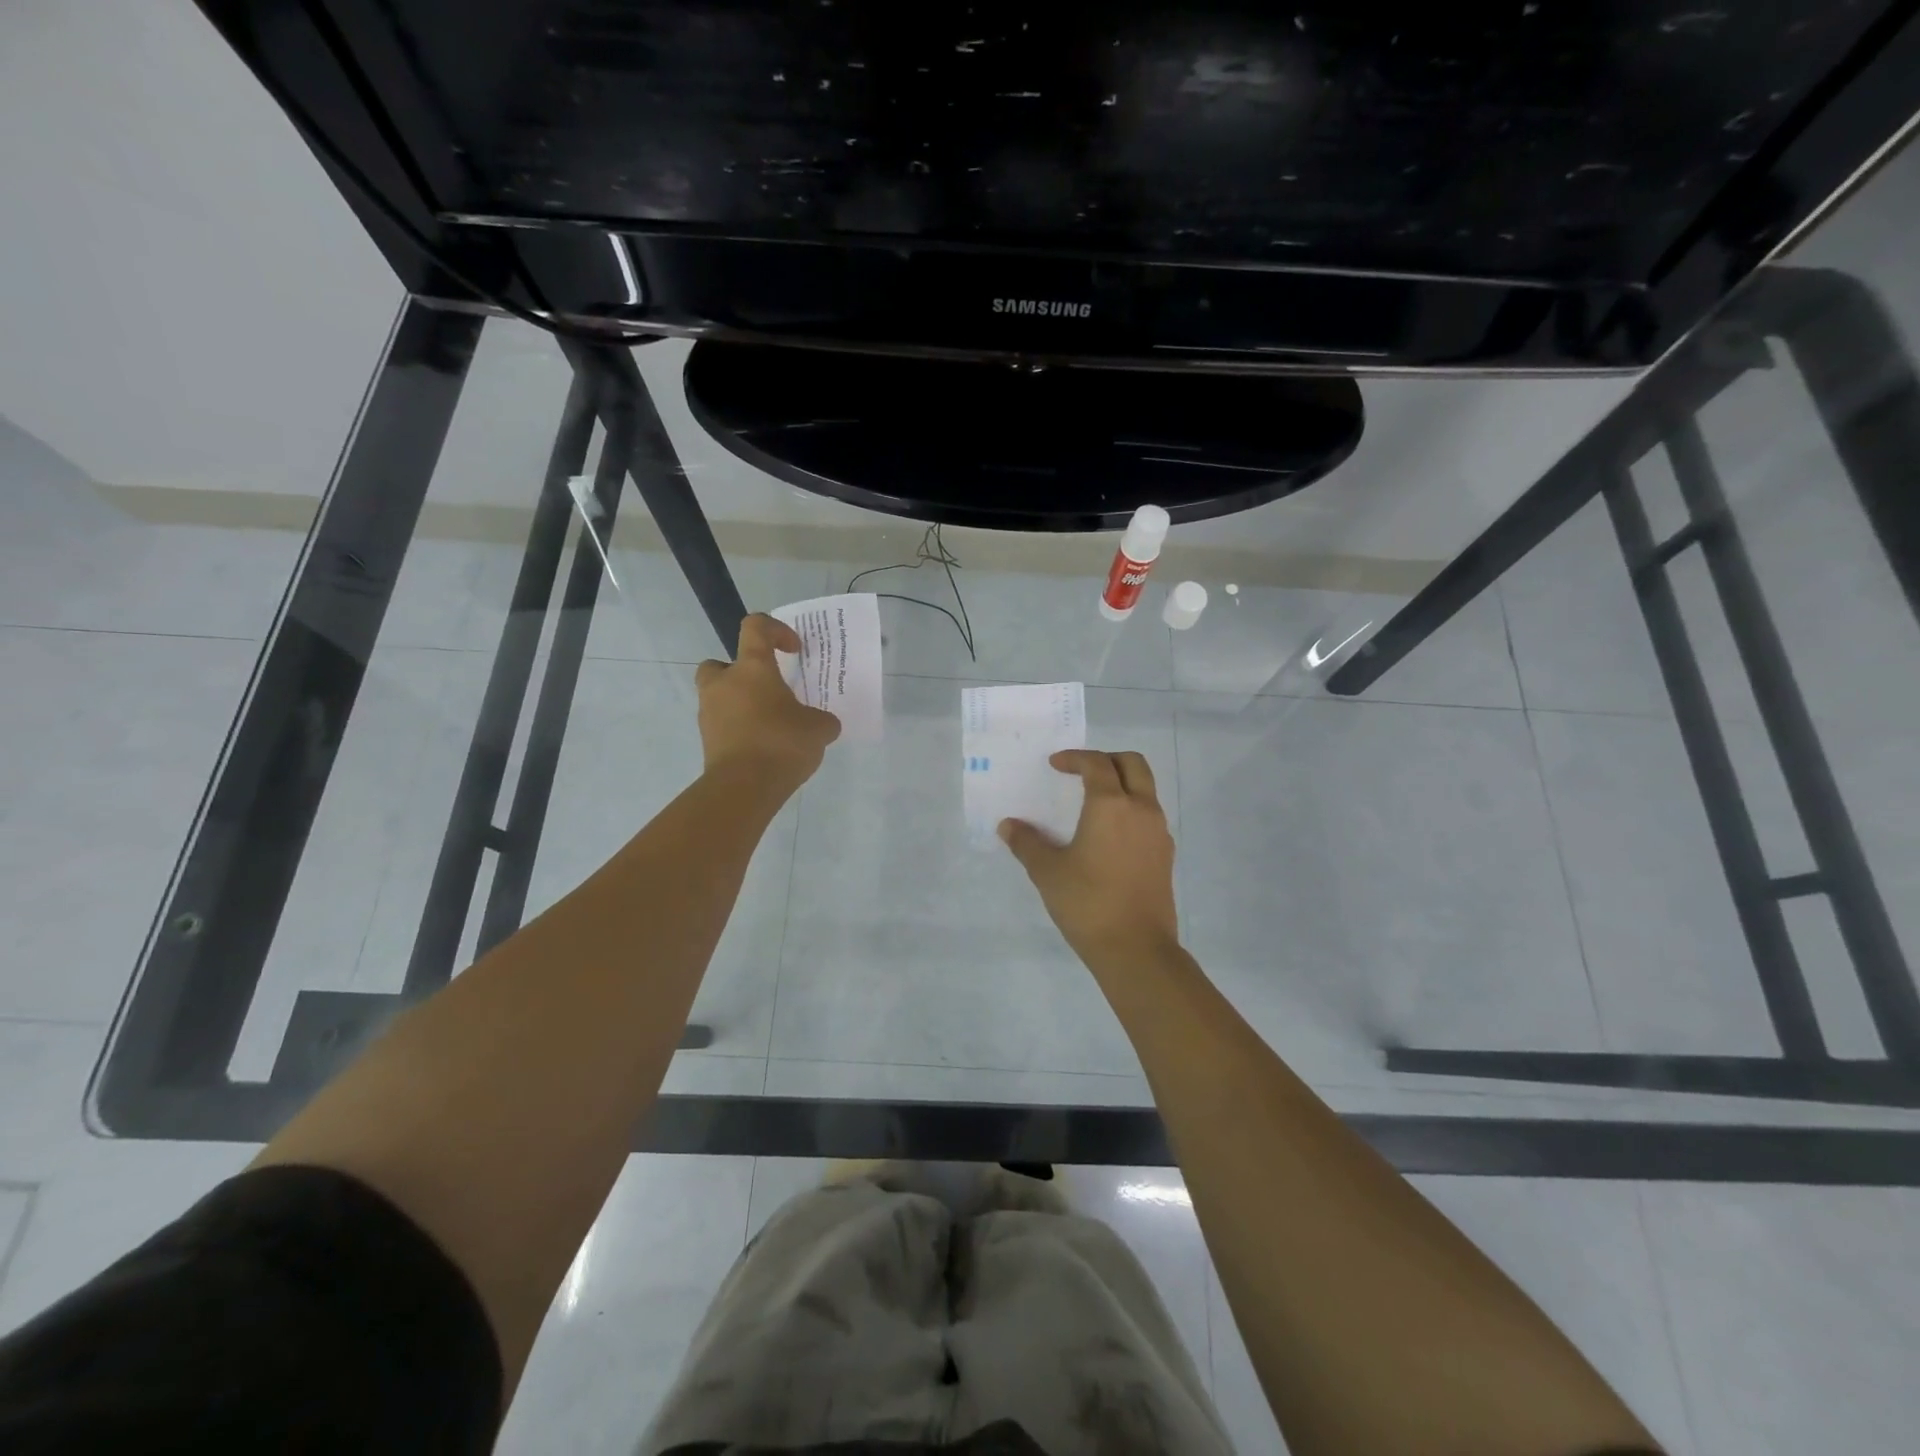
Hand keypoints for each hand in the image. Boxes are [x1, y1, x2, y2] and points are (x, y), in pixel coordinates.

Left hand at [696, 615, 841, 794]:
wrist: (743, 787)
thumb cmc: (782, 743)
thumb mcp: (820, 728)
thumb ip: (822, 719)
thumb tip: (821, 723)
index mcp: (752, 668)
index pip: (756, 627)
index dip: (776, 630)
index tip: (794, 650)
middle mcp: (724, 683)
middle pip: (722, 663)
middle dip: (742, 673)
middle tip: (767, 690)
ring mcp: (709, 712)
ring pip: (721, 696)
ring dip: (741, 704)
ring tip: (770, 725)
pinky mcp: (707, 741)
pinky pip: (723, 725)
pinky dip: (739, 730)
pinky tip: (763, 748)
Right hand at [999, 749, 1178, 964]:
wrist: (1136, 949)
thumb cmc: (1088, 903)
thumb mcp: (1048, 872)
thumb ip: (1027, 843)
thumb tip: (1008, 826)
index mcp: (1111, 805)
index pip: (1096, 764)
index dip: (1074, 758)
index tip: (1055, 765)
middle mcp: (1141, 810)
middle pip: (1133, 764)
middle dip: (1106, 760)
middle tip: (1081, 773)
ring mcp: (1158, 832)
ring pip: (1146, 789)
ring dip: (1122, 784)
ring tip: (1093, 804)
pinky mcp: (1165, 855)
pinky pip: (1149, 816)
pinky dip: (1131, 810)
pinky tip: (1109, 836)